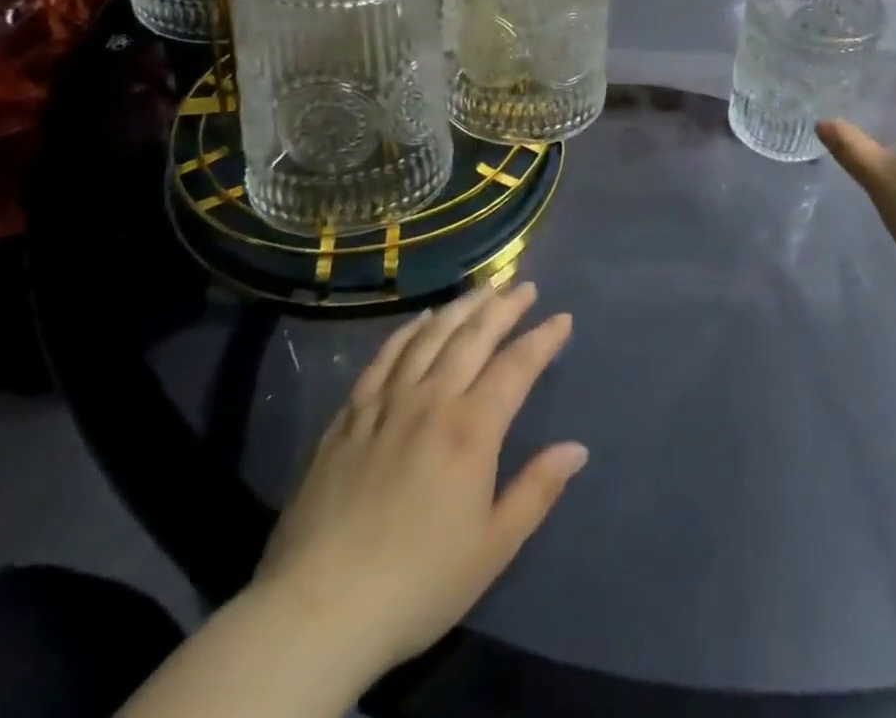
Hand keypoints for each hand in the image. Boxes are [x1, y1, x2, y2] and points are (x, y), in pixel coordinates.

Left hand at [253, 282, 585, 675]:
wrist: (318, 611)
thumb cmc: (418, 582)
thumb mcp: (493, 548)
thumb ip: (537, 490)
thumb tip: (577, 448)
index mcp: (470, 429)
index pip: (516, 366)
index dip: (542, 339)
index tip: (562, 318)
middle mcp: (431, 401)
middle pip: (473, 336)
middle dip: (504, 307)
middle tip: (524, 285)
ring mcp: (385, 404)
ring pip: (429, 337)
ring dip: (460, 307)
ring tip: (482, 289)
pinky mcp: (349, 417)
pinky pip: (384, 358)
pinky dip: (407, 332)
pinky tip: (420, 320)